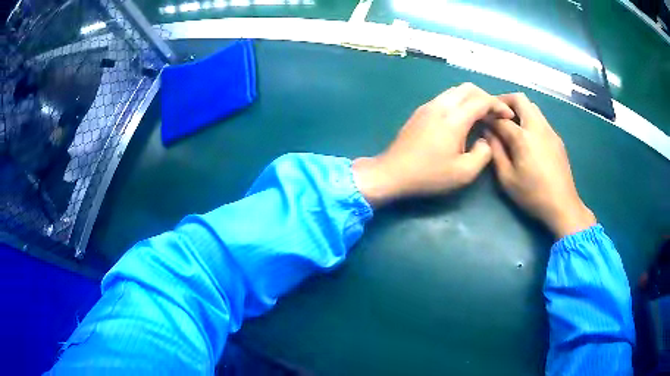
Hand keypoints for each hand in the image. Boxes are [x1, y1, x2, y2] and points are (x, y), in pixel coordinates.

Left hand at [352, 83, 513, 206]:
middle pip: (468, 88)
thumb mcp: (464, 173)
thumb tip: (485, 139)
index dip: (498, 105)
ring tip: (481, 116)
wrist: (393, 172)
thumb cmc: (429, 175)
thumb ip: (483, 154)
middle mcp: (441, 105)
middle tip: (495, 114)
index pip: (482, 100)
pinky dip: (459, 102)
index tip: (508, 115)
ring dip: (472, 98)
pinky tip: (462, 119)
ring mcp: (428, 106)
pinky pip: (445, 98)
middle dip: (486, 97)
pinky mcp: (420, 111)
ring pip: (455, 91)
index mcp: (454, 118)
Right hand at [485, 93, 595, 238]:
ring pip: (532, 107)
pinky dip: (530, 120)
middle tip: (496, 114)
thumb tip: (488, 133)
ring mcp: (550, 130)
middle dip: (505, 101)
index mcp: (523, 137)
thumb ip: (495, 152)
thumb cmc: (533, 194)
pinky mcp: (557, 138)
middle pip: (520, 99)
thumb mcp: (507, 178)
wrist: (563, 205)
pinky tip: (527, 138)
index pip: (501, 118)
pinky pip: (541, 119)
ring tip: (511, 125)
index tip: (481, 119)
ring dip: (519, 109)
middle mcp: (537, 126)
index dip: (488, 116)